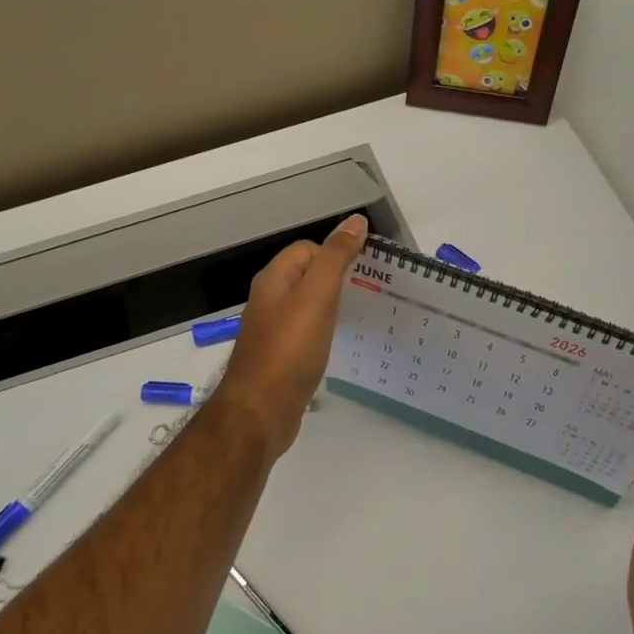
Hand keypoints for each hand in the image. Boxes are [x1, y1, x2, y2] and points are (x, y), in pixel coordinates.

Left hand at [213, 214, 367, 458]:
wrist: (261, 411)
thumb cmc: (289, 350)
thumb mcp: (317, 297)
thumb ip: (335, 258)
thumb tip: (354, 222)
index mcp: (274, 280)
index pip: (307, 249)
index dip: (335, 254)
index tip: (367, 271)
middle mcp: (269, 302)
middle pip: (308, 277)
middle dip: (338, 280)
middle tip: (373, 293)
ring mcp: (273, 332)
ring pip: (308, 307)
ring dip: (334, 308)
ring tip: (364, 317)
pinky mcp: (281, 359)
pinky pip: (307, 335)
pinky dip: (326, 334)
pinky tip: (342, 345)